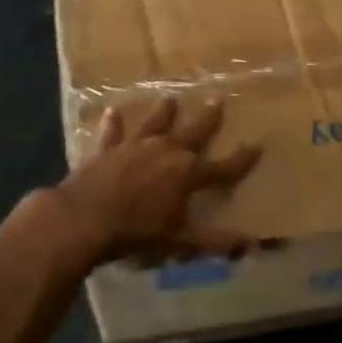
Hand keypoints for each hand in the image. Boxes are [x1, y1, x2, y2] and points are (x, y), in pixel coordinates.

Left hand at [44, 96, 260, 268]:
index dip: (242, 158)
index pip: (223, 166)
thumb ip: (215, 241)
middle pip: (192, 130)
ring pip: (154, 122)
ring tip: (170, 97)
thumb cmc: (137, 231)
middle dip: (207, 117)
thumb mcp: (180, 240)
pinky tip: (112, 111)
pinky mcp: (107, 149)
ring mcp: (134, 145)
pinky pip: (112, 132)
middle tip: (216, 98)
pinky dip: (113, 123)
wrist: (84, 219)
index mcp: (187, 172)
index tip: (257, 144)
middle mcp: (165, 150)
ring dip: (163, 111)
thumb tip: (252, 245)